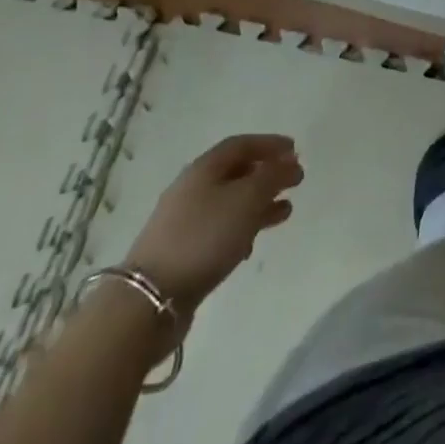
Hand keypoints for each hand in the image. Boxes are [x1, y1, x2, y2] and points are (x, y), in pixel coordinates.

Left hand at [124, 135, 301, 315]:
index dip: (270, 144)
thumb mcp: (247, 199)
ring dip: (259, 203)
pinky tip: (253, 243)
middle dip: (267, 174)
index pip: (241, 144)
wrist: (149, 300)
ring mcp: (184, 221)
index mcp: (204, 168)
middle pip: (235, 172)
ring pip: (230, 203)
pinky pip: (219, 229)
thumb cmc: (204, 237)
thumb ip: (273, 177)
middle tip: (294, 180)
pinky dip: (242, 228)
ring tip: (285, 212)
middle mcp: (192, 188)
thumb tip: (290, 162)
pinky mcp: (183, 252)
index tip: (295, 150)